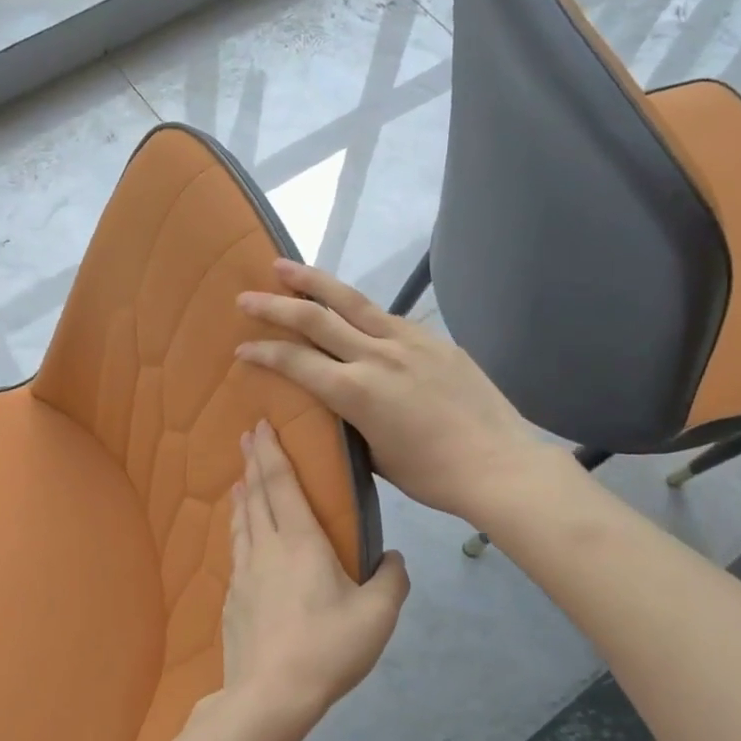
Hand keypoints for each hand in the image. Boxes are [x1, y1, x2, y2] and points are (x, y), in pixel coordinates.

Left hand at [221, 422, 410, 728]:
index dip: (272, 453)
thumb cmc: (327, 648)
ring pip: (241, 522)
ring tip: (240, 480)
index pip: (281, 484)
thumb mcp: (377, 616)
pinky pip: (236, 551)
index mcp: (300, 543)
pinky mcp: (232, 598)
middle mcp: (266, 548)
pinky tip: (241, 538)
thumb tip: (393, 558)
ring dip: (242, 495)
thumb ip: (391, 581)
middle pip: (256, 495)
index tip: (261, 425)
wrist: (270, 694)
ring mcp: (243, 573)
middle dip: (253, 462)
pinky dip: (238, 530)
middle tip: (247, 438)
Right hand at [236, 260, 571, 529]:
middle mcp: (376, 356)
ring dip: (314, 281)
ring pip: (351, 301)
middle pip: (315, 319)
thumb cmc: (431, 475)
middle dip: (275, 305)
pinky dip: (358, 308)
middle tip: (245, 296)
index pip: (296, 362)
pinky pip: (386, 316)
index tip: (241, 348)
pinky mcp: (433, 339)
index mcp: (356, 392)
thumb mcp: (374, 456)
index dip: (264, 352)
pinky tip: (348, 307)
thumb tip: (334, 406)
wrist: (499, 464)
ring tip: (284, 266)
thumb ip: (348, 423)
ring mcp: (408, 341)